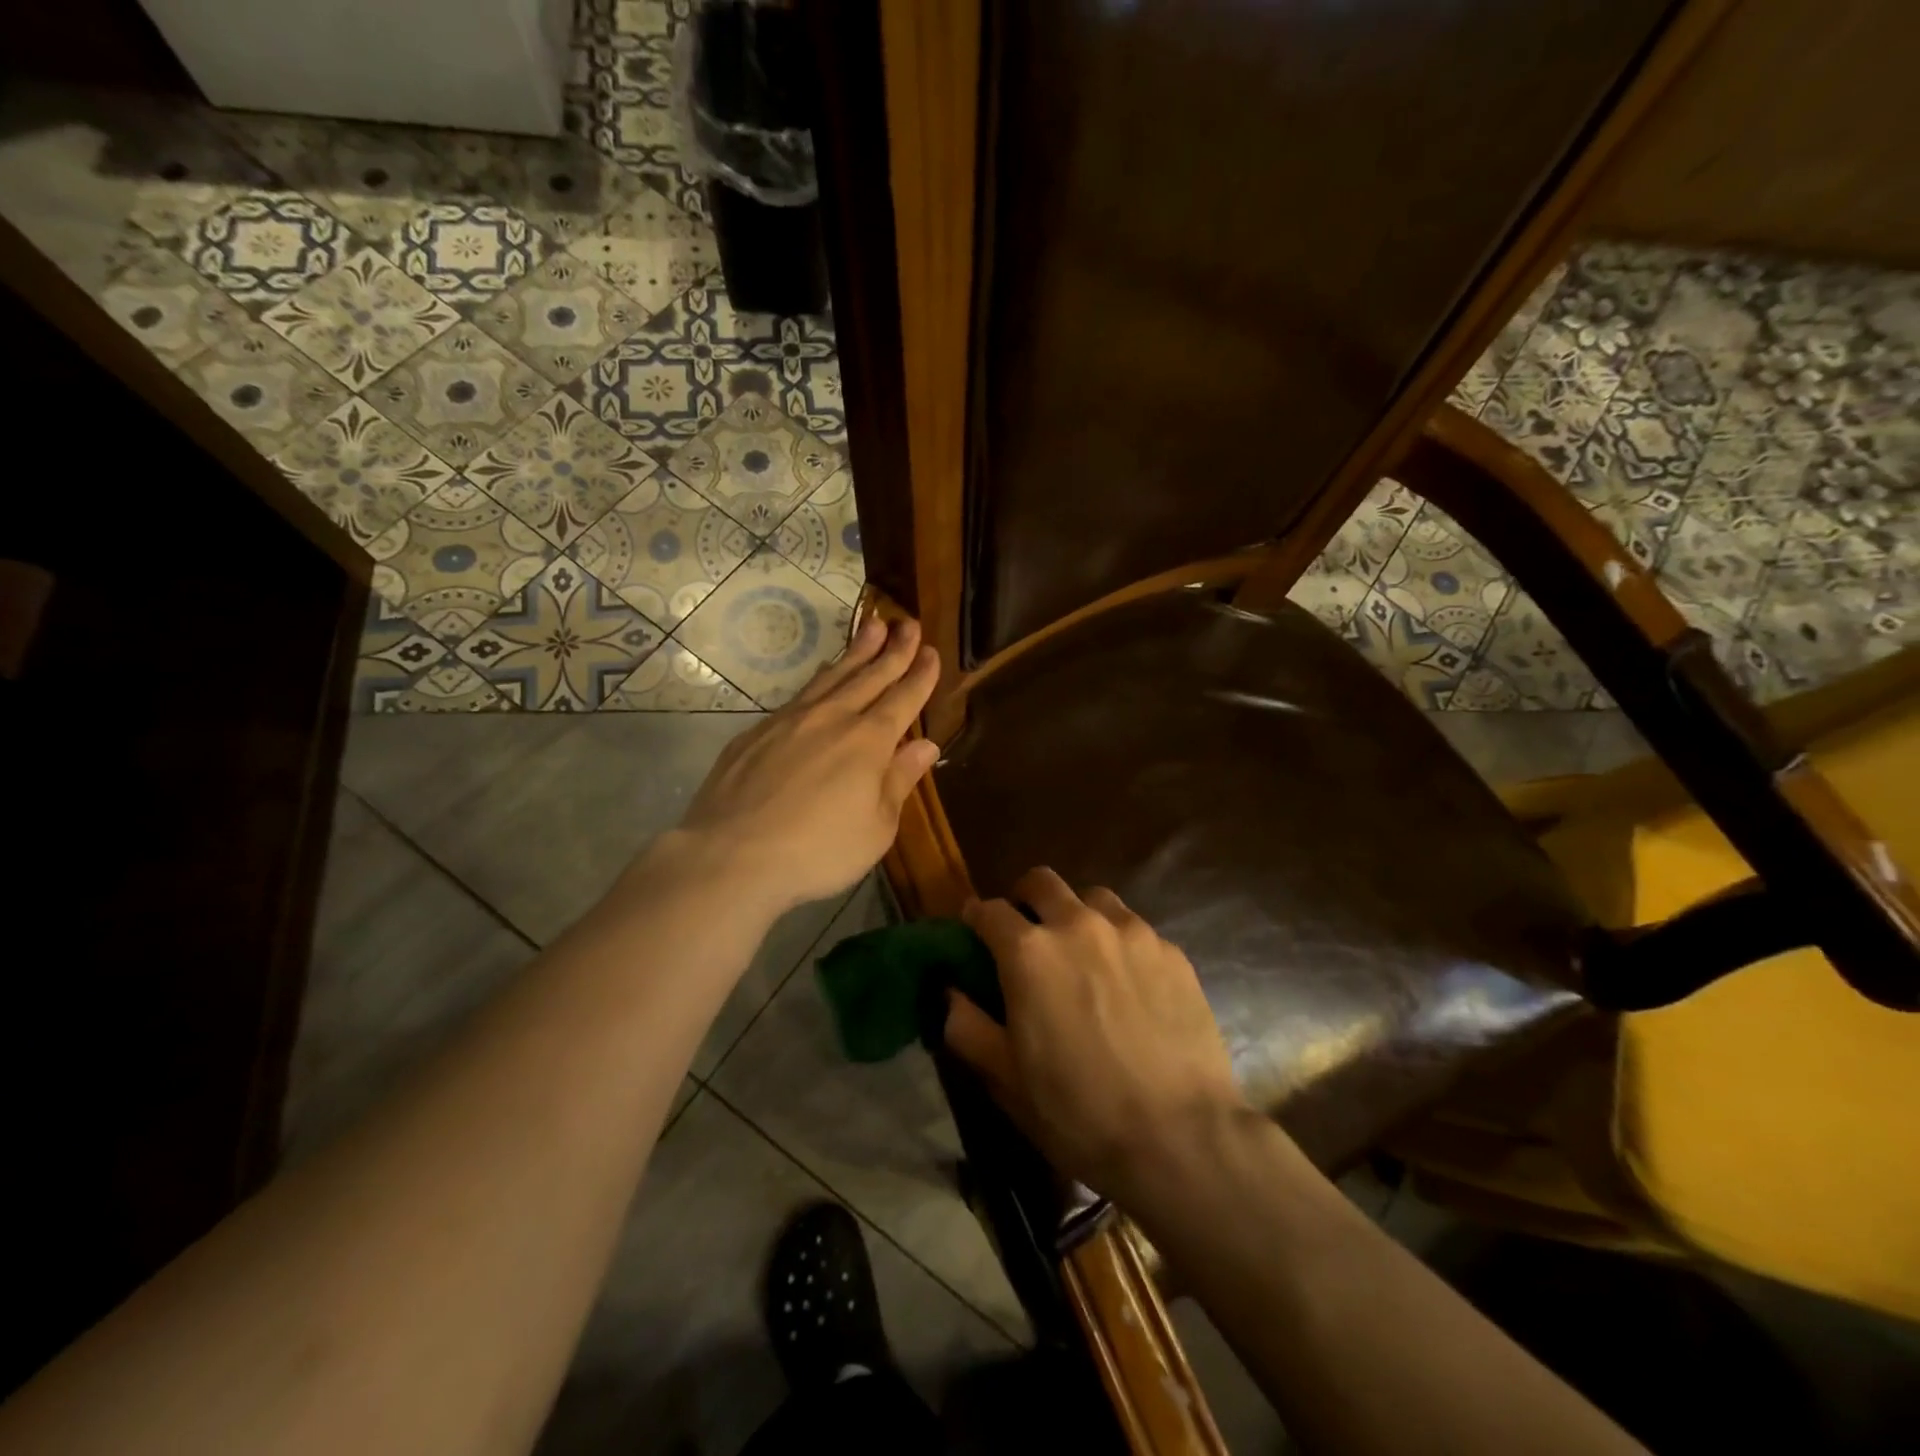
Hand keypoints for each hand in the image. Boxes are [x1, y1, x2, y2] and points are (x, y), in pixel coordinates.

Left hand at [671, 616, 941, 915]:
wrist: (732, 854)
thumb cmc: (818, 850)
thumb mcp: (876, 827)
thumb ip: (900, 781)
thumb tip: (926, 745)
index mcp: (868, 742)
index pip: (902, 699)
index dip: (920, 675)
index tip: (931, 651)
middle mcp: (832, 719)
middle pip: (869, 676)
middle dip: (893, 650)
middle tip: (909, 623)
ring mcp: (791, 720)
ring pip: (832, 675)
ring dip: (857, 651)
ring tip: (873, 626)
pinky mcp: (758, 731)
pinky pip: (800, 693)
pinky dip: (820, 677)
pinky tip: (823, 671)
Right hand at [943, 868, 1248, 1204]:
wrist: (1180, 1138)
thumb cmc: (1078, 1112)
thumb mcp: (1004, 1078)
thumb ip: (966, 1025)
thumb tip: (951, 992)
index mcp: (1029, 952)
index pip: (988, 910)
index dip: (975, 919)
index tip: (974, 933)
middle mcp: (1078, 925)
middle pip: (1041, 882)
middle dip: (1024, 899)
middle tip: (1025, 934)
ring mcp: (1131, 932)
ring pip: (1092, 898)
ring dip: (1075, 914)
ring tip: (1081, 954)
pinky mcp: (1172, 951)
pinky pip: (1135, 929)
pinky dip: (1119, 942)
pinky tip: (1128, 984)